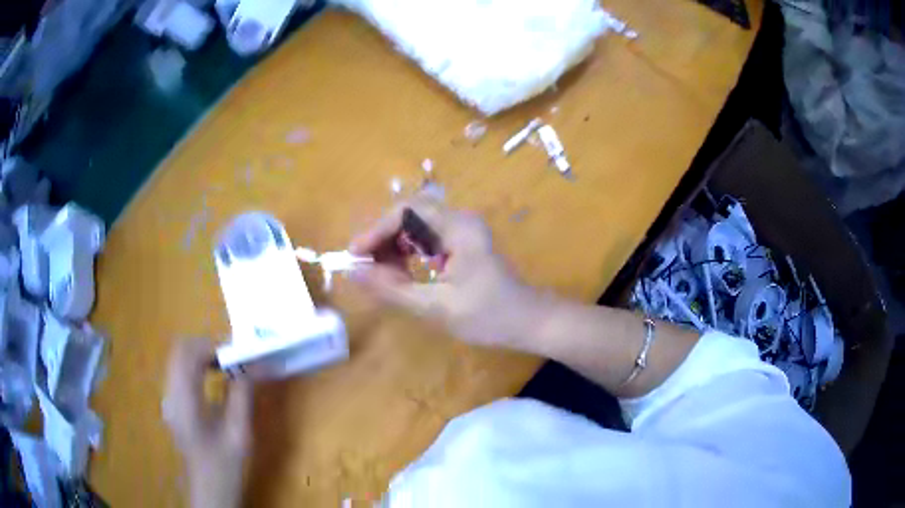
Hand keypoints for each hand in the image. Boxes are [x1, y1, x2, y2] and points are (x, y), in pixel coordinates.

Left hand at [162, 338, 251, 507]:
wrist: (209, 488)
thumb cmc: (225, 465)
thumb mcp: (239, 433)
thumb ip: (242, 395)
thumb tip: (253, 365)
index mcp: (183, 402)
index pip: (187, 355)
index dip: (211, 345)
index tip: (237, 352)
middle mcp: (170, 394)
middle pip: (179, 350)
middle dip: (206, 346)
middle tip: (232, 356)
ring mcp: (168, 397)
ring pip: (178, 358)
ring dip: (201, 353)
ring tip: (226, 364)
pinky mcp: (172, 401)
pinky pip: (180, 370)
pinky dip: (196, 364)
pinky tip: (213, 376)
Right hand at [349, 196, 541, 348]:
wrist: (529, 322)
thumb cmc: (489, 316)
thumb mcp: (436, 307)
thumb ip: (391, 289)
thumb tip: (353, 272)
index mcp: (458, 228)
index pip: (406, 212)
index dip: (376, 231)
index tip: (355, 255)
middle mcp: (460, 220)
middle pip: (409, 214)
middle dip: (383, 238)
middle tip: (365, 266)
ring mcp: (462, 230)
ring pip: (416, 226)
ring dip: (394, 245)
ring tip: (380, 273)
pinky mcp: (462, 242)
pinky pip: (427, 238)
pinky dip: (408, 252)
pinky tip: (401, 273)